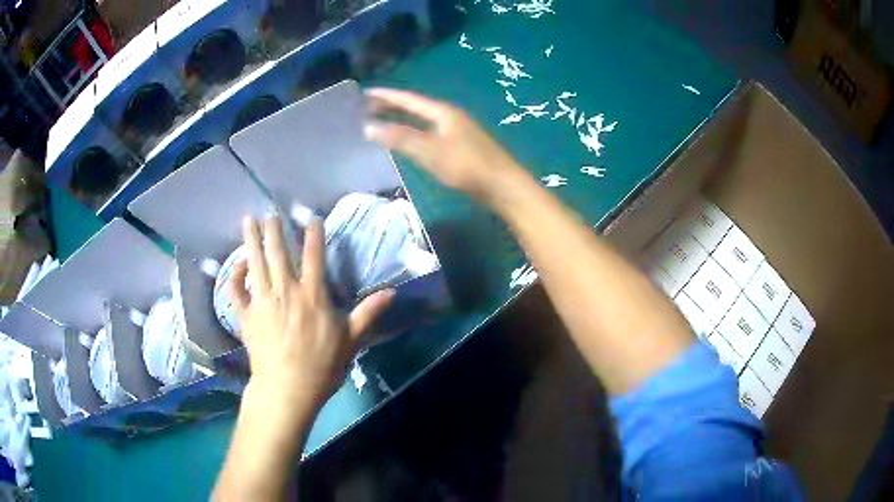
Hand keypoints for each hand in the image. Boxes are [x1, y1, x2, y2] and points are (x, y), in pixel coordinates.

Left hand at [230, 215, 393, 413]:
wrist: (287, 388)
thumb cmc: (322, 366)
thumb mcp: (350, 340)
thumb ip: (367, 313)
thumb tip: (392, 292)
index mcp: (312, 295)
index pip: (315, 256)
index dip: (314, 234)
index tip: (311, 217)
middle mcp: (285, 290)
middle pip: (278, 252)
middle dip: (275, 229)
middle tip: (270, 212)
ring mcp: (262, 301)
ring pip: (255, 262)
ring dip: (251, 239)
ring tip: (248, 219)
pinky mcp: (245, 315)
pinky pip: (236, 289)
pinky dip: (235, 275)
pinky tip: (237, 263)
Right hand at [364, 88, 524, 201]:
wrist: (503, 187)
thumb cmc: (467, 166)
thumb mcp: (430, 151)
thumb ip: (400, 138)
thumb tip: (368, 127)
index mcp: (443, 112)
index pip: (408, 98)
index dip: (386, 95)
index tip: (364, 93)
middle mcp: (449, 116)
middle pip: (415, 107)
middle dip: (391, 106)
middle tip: (366, 108)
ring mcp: (456, 131)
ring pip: (422, 120)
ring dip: (401, 119)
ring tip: (381, 121)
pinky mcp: (460, 146)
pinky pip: (429, 132)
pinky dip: (413, 132)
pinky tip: (408, 141)